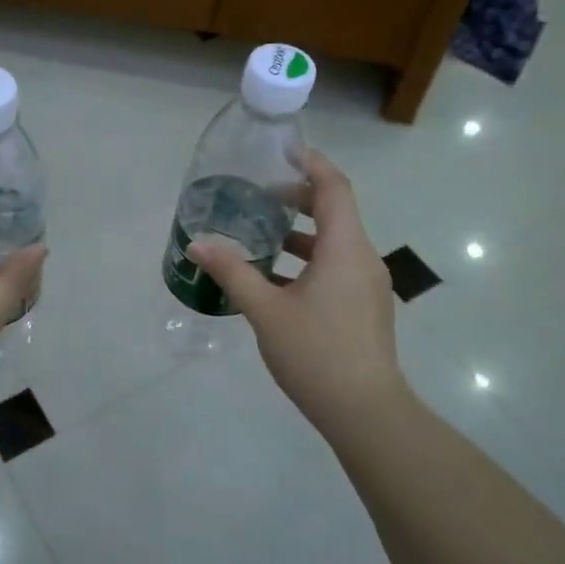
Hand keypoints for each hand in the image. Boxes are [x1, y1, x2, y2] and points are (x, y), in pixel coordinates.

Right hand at [187, 149, 407, 435]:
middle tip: (260, 197)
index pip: (334, 187)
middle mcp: (363, 258)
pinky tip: (277, 280)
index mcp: (345, 248)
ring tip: (262, 235)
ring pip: (336, 242)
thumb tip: (196, 244)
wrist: (366, 411)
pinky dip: (309, 259)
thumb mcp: (266, 310)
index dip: (310, 164)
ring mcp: (368, 285)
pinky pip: (338, 266)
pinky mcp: (365, 307)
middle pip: (336, 212)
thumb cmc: (316, 353)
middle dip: (299, 198)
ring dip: (301, 232)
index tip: (282, 152)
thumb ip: (232, 272)